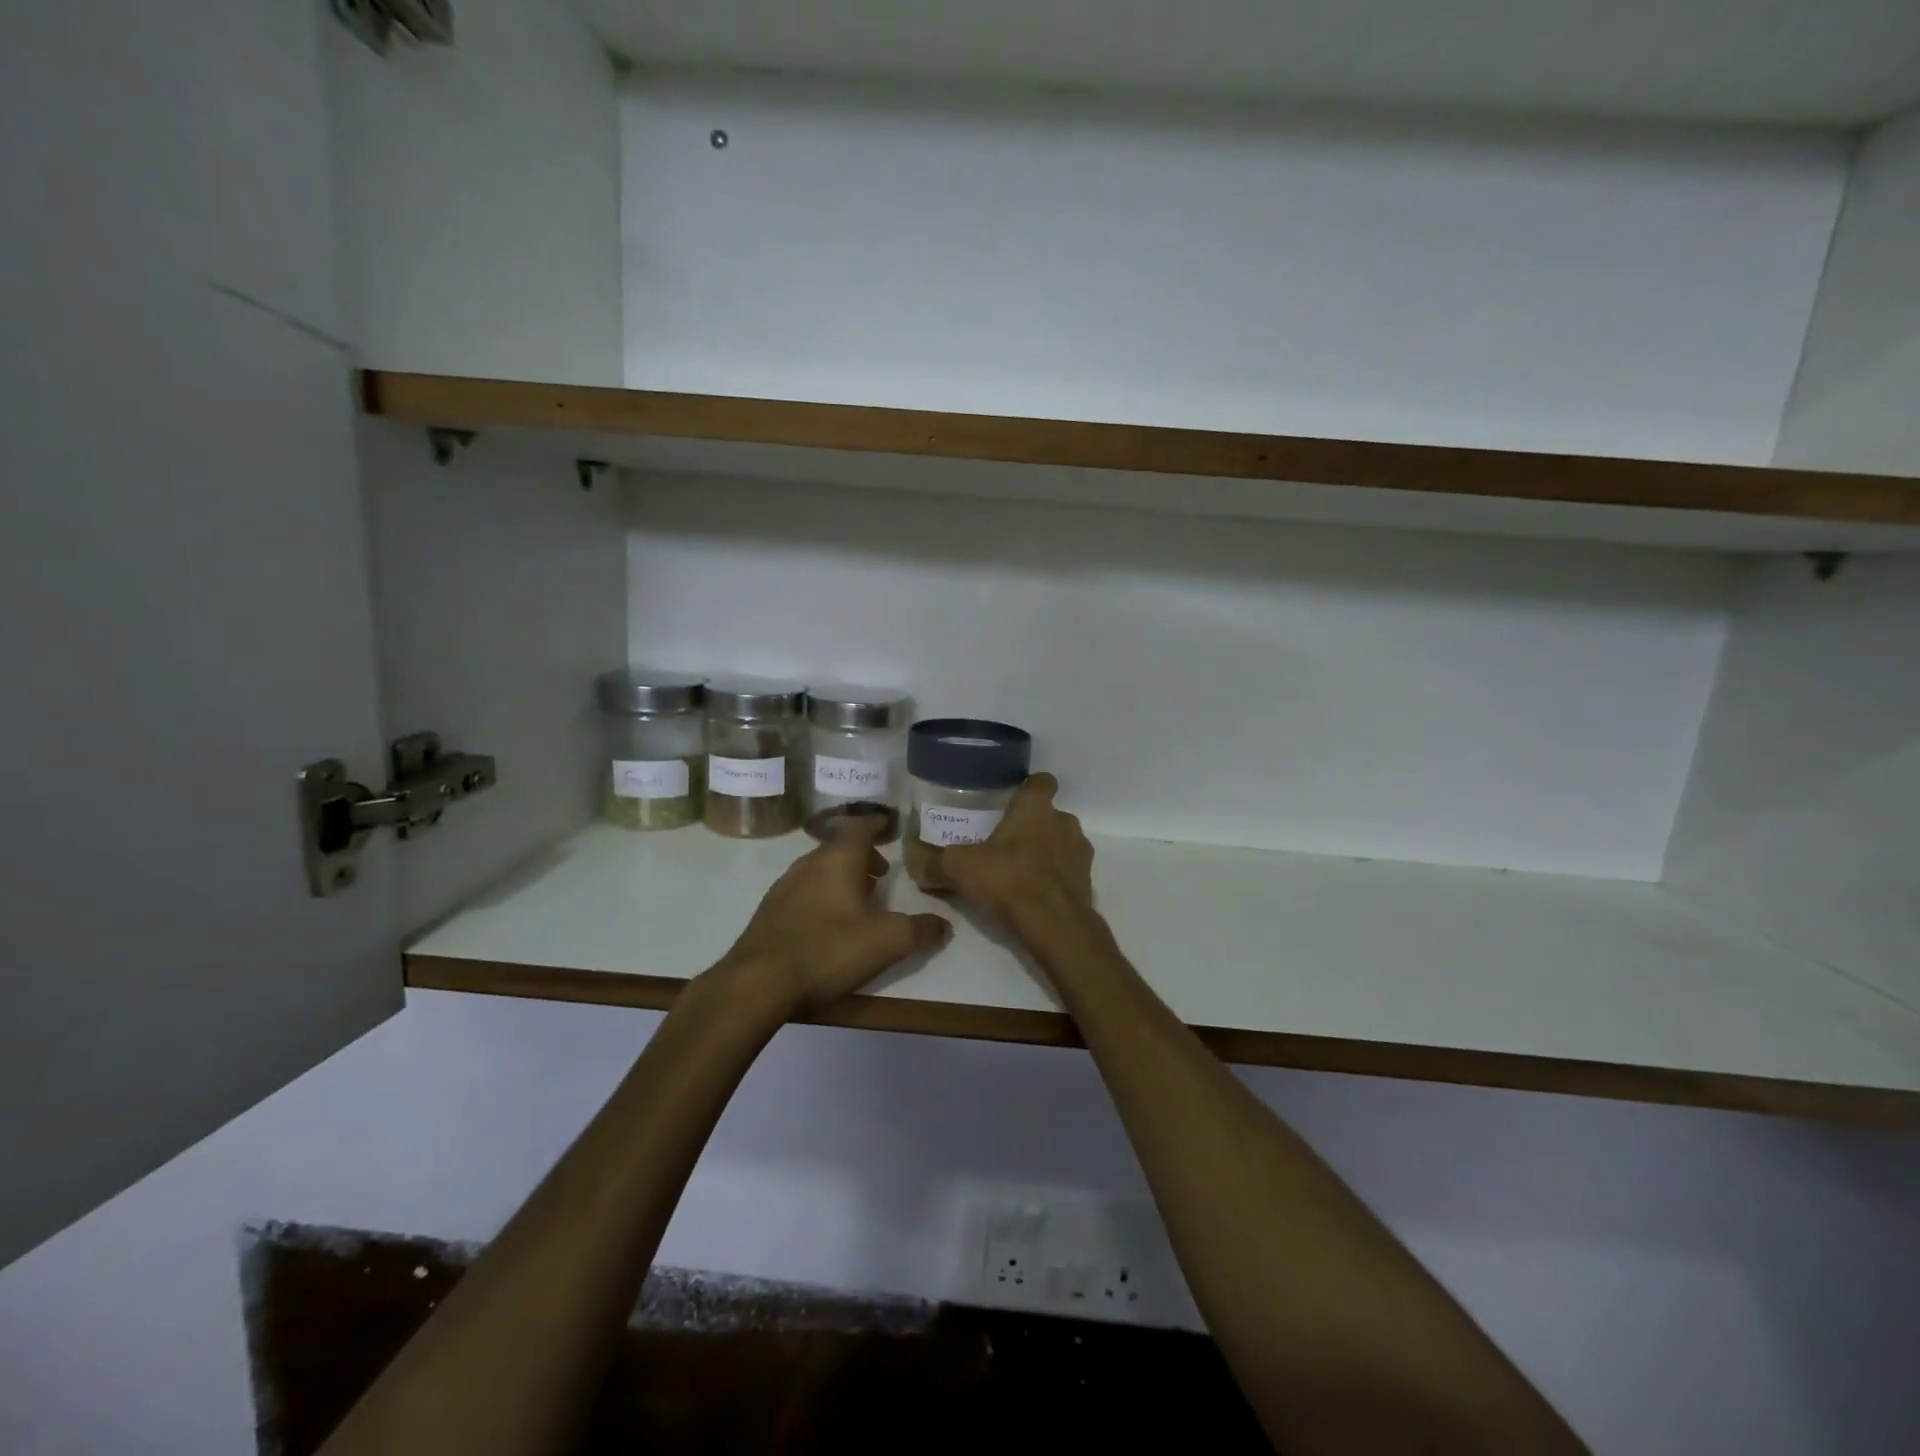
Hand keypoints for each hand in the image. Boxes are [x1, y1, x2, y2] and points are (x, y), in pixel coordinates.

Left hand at [716, 814, 949, 1017]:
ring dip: (841, 877)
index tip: (888, 826)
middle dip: (862, 856)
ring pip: (819, 869)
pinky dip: (821, 895)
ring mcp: (784, 887)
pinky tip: (828, 923)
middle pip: (839, 848)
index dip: (876, 825)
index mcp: (838, 860)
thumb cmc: (828, 950)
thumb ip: (919, 930)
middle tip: (882, 873)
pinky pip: (803, 891)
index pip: (860, 827)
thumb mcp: (887, 942)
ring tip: (859, 899)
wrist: (758, 982)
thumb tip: (942, 924)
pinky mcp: (769, 911)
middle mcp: (809, 864)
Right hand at [938, 774, 1097, 939]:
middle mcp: (1064, 822)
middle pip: (1049, 815)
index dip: (1028, 788)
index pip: (1041, 781)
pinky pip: (1068, 872)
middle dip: (1031, 827)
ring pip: (1061, 843)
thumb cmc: (1008, 880)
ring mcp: (1080, 853)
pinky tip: (1033, 896)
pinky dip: (1054, 879)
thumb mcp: (960, 869)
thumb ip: (937, 864)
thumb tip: (917, 867)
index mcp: (1036, 808)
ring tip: (1018, 872)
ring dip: (1045, 853)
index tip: (1012, 800)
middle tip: (1004, 844)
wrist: (1054, 925)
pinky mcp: (1087, 882)